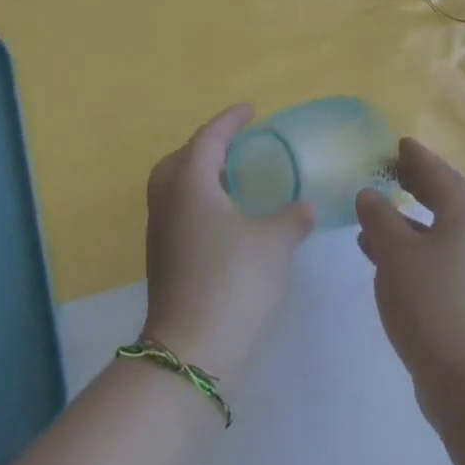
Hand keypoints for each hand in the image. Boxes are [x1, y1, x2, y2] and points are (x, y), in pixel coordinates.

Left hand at [142, 104, 313, 382]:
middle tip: (237, 148)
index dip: (230, 121)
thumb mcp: (274, 243)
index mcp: (190, 184)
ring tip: (236, 182)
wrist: (193, 354)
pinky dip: (201, 205)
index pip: (209, 138)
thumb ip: (292, 217)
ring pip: (177, 188)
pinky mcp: (163, 260)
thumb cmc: (235, 282)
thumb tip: (304, 207)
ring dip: (203, 178)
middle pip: (181, 159)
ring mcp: (160, 233)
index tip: (250, 110)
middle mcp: (168, 201)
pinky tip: (229, 222)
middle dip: (207, 148)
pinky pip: (180, 213)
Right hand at [356, 139, 464, 419]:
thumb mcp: (395, 254)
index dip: (418, 157)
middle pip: (445, 201)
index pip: (440, 174)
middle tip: (390, 172)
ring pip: (438, 233)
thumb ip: (379, 218)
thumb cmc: (433, 305)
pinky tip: (384, 262)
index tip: (400, 143)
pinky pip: (437, 260)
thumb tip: (370, 194)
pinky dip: (411, 250)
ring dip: (407, 222)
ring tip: (373, 218)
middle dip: (416, 186)